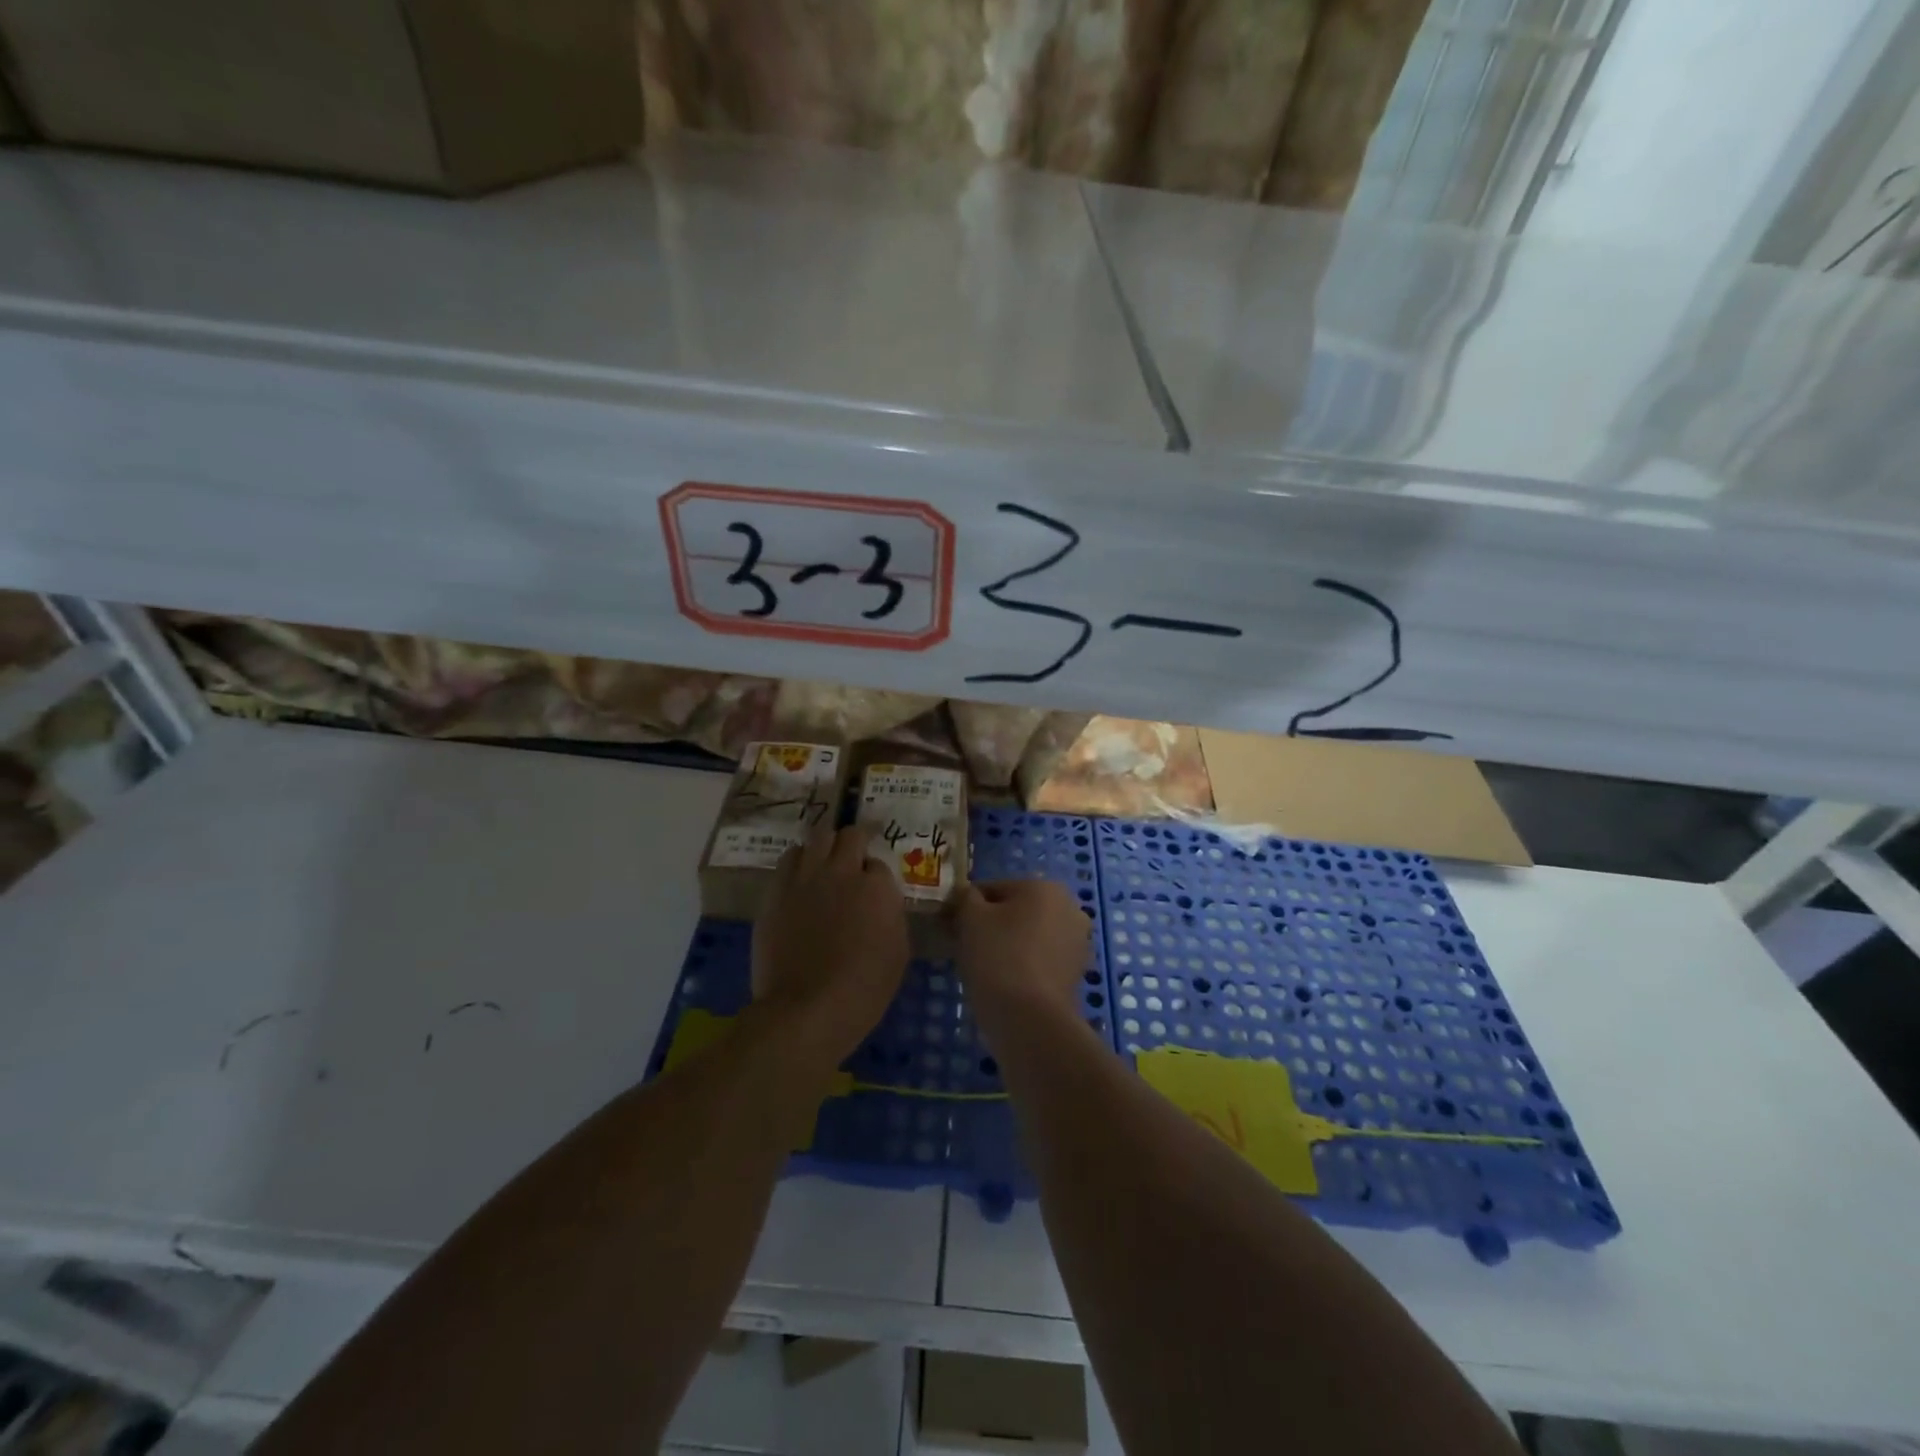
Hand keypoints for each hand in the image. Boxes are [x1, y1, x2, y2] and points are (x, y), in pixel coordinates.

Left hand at [752, 823, 907, 1069]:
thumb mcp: (898, 953)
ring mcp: (806, 877)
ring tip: (824, 865)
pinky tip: (800, 879)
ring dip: (825, 848)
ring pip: (818, 837)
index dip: (876, 878)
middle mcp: (842, 871)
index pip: (880, 864)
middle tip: (852, 865)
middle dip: (854, 845)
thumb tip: (882, 904)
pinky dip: (798, 862)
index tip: (872, 893)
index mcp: (877, 888)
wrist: (806, 1009)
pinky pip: (789, 858)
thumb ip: (891, 916)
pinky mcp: (777, 889)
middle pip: (850, 836)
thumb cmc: (863, 990)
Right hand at [954, 879, 1090, 1036]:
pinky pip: (1041, 959)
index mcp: (1045, 887)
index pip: (995, 889)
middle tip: (968, 947)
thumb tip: (968, 896)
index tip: (954, 928)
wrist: (1029, 1019)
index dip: (970, 907)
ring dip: (1010, 945)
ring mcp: (1078, 942)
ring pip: (1031, 935)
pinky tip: (1006, 983)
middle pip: (1017, 911)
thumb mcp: (970, 918)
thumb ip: (966, 898)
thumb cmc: (998, 957)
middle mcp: (1070, 908)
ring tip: (986, 969)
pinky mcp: (1077, 973)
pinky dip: (1025, 965)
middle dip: (994, 925)